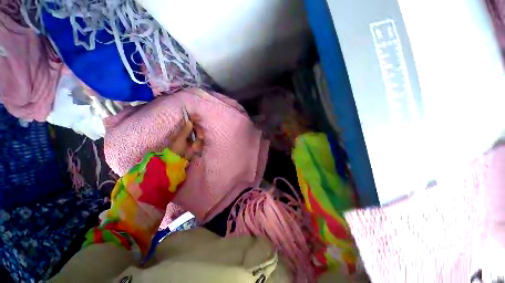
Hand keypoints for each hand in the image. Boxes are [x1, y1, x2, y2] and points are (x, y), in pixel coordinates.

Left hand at [169, 114, 203, 160]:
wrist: (178, 161)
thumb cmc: (175, 149)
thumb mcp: (179, 139)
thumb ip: (185, 130)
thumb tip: (190, 121)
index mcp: (182, 129)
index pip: (189, 120)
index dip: (194, 118)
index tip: (199, 118)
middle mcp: (189, 132)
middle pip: (197, 127)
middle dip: (200, 132)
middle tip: (200, 137)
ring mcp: (193, 138)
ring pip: (201, 135)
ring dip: (199, 142)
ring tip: (194, 148)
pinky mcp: (197, 144)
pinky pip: (202, 142)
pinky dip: (199, 146)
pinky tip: (195, 150)